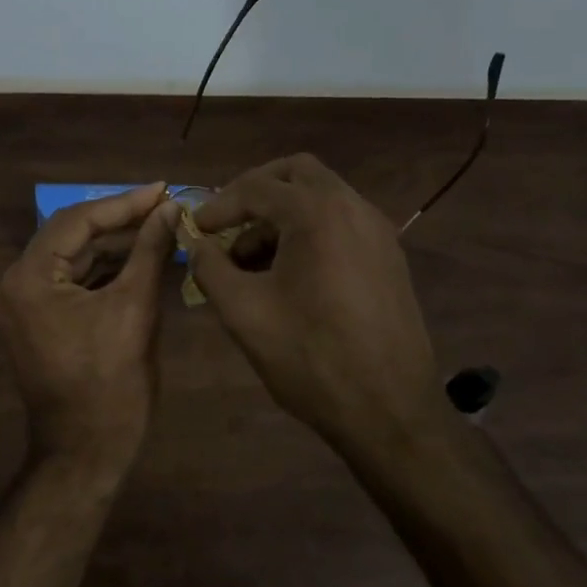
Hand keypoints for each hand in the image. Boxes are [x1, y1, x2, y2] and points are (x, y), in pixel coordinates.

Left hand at [0, 183, 178, 473]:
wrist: (85, 453)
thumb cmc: (111, 385)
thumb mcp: (135, 310)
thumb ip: (150, 251)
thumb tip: (172, 209)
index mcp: (29, 279)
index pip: (77, 221)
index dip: (123, 203)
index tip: (163, 190)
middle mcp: (15, 284)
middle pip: (71, 235)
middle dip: (120, 221)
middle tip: (165, 206)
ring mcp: (23, 304)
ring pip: (72, 257)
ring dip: (113, 243)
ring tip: (159, 226)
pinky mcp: (37, 320)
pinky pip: (71, 280)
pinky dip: (103, 268)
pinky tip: (138, 256)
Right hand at [190, 155, 438, 442]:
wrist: (391, 413)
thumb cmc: (311, 358)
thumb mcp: (244, 312)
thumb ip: (210, 267)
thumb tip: (195, 243)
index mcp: (317, 213)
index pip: (256, 187)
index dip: (218, 206)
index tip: (195, 229)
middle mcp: (353, 208)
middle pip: (296, 173)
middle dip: (256, 191)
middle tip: (227, 223)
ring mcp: (378, 231)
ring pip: (322, 196)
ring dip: (282, 213)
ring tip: (251, 258)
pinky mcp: (389, 257)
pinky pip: (342, 222)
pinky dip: (309, 229)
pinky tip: (289, 273)